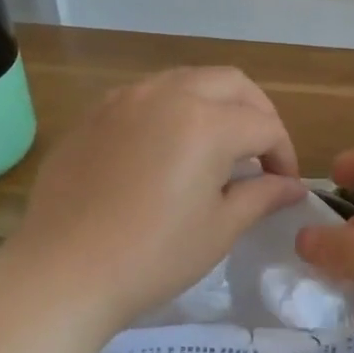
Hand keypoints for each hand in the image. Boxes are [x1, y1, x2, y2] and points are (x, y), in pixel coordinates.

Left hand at [4, 67, 309, 330]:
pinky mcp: (96, 113)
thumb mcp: (219, 229)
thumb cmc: (152, 256)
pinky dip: (173, 109)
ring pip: (188, 80)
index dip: (283, 154)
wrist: (61, 272)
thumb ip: (261, 196)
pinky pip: (148, 95)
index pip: (263, 125)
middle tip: (260, 153)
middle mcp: (168, 94)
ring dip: (215, 103)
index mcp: (206, 122)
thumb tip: (292, 187)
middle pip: (231, 83)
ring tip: (217, 146)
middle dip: (257, 112)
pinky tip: (167, 147)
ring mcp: (126, 99)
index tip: (283, 186)